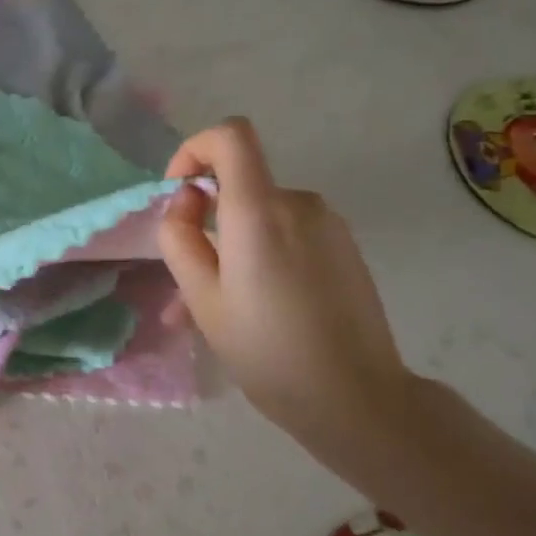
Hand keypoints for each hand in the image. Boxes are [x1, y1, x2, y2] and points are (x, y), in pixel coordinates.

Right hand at [159, 119, 413, 440]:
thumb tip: (187, 201)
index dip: (195, 149)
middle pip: (241, 184)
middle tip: (187, 280)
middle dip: (207, 219)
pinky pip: (288, 234)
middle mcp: (298, 204)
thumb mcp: (201, 298)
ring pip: (262, 216)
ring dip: (232, 246)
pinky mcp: (344, 247)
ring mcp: (328, 224)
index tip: (179, 192)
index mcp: (259, 212)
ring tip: (217, 308)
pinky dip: (262, 255)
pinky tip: (256, 307)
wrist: (356, 399)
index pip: (230, 136)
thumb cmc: (266, 350)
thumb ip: (181, 238)